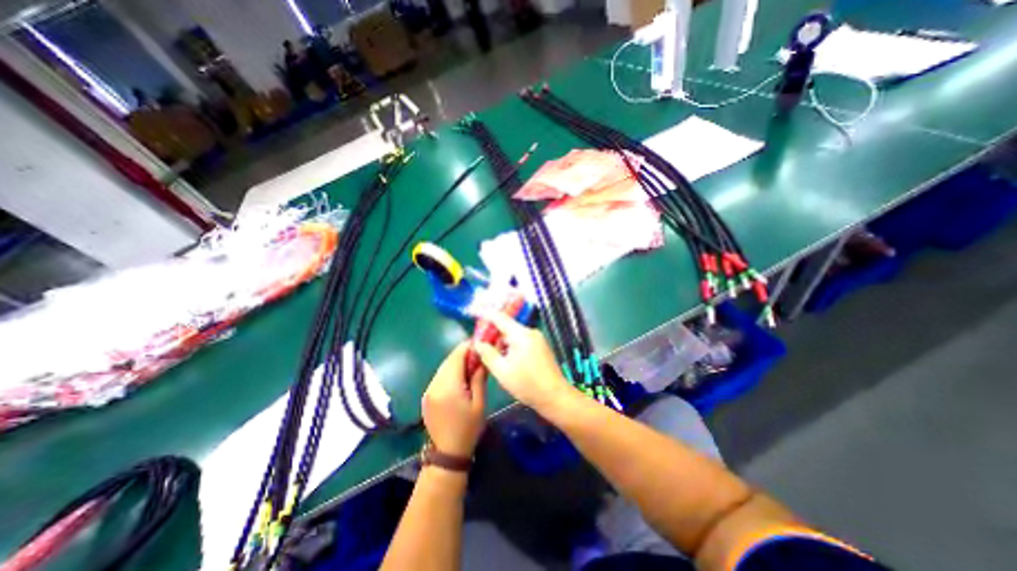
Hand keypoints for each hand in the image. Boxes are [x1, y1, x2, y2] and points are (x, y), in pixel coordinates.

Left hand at [418, 342, 485, 455]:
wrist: (448, 453)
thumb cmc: (468, 428)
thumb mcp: (479, 403)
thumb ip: (479, 377)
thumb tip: (482, 358)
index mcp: (448, 386)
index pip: (456, 357)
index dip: (468, 347)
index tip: (480, 343)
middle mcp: (435, 384)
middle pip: (449, 360)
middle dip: (463, 354)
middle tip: (478, 353)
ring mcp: (428, 390)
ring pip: (443, 367)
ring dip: (456, 362)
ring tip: (471, 364)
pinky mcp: (427, 395)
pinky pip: (439, 376)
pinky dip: (450, 372)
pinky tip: (460, 377)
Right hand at [473, 309, 574, 411]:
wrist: (555, 396)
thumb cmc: (527, 385)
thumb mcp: (502, 371)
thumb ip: (488, 354)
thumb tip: (478, 343)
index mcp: (521, 334)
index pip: (500, 317)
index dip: (485, 314)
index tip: (472, 313)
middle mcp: (530, 332)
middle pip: (507, 326)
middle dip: (492, 333)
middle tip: (479, 343)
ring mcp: (537, 339)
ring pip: (513, 335)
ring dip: (501, 342)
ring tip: (491, 354)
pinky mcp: (541, 347)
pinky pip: (521, 340)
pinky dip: (511, 346)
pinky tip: (505, 358)